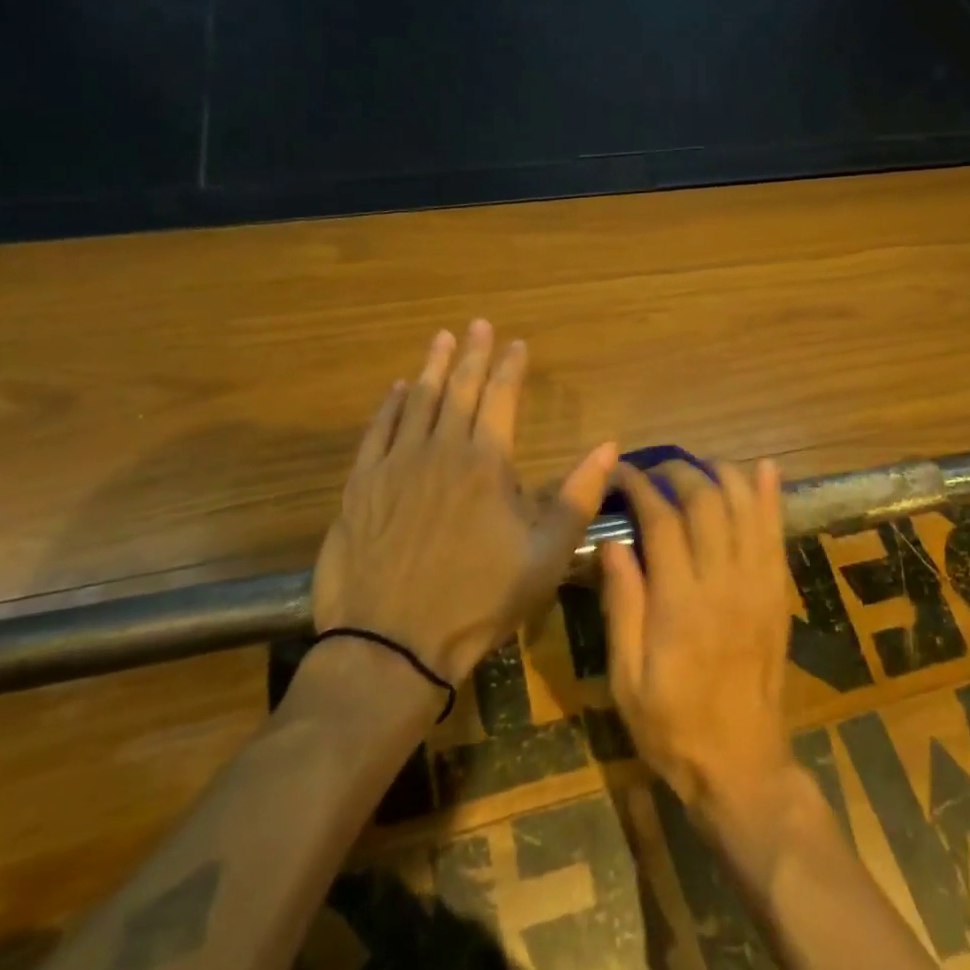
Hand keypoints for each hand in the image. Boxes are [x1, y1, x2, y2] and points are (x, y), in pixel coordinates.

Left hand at [313, 321, 616, 685]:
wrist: (391, 645)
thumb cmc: (478, 601)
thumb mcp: (546, 557)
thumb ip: (578, 497)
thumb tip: (608, 446)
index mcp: (486, 463)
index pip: (501, 398)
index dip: (511, 367)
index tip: (518, 344)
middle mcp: (440, 450)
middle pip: (459, 389)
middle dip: (473, 354)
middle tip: (478, 324)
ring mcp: (395, 465)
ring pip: (416, 401)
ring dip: (432, 368)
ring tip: (442, 339)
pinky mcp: (361, 486)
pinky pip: (377, 431)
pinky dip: (389, 406)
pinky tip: (396, 390)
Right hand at [601, 459, 797, 829]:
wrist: (743, 765)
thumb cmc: (673, 727)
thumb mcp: (627, 678)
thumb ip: (622, 605)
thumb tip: (614, 542)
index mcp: (680, 603)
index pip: (661, 521)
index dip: (640, 487)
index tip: (622, 473)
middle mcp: (724, 583)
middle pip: (707, 502)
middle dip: (679, 472)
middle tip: (655, 469)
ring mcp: (759, 585)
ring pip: (746, 507)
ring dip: (722, 475)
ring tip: (697, 466)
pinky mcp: (778, 593)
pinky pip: (777, 533)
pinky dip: (771, 497)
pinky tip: (763, 468)